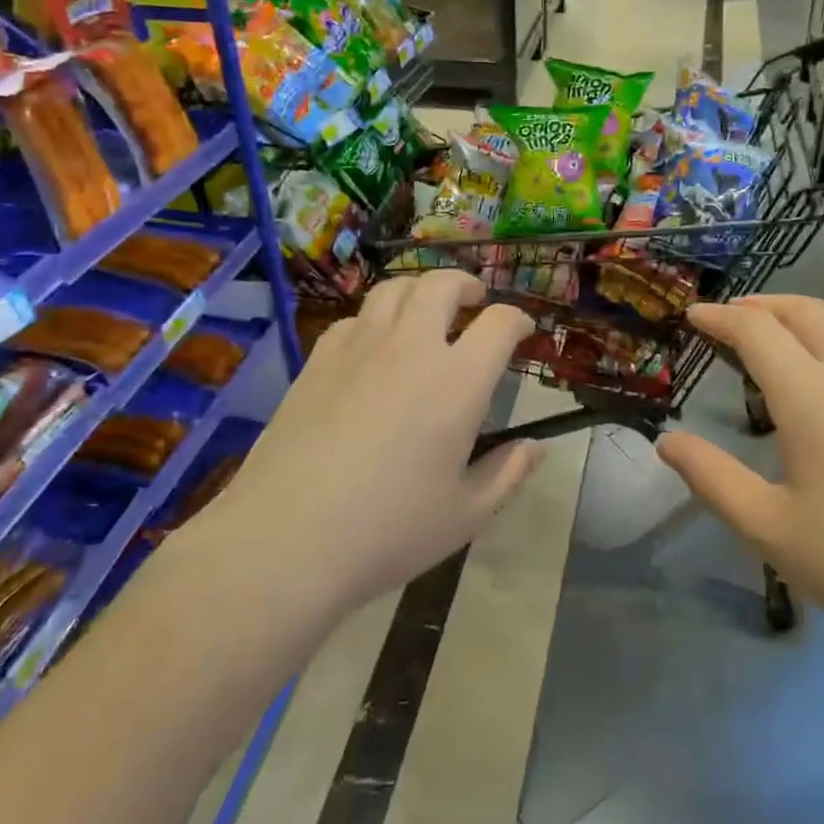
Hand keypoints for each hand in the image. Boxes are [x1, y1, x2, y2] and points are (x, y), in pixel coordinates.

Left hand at [209, 271, 541, 612]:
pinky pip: (353, 319)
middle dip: (466, 285)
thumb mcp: (465, 515)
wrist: (287, 538)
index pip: (499, 324)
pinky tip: (373, 347)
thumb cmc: (389, 531)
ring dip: (419, 291)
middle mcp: (411, 348)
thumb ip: (507, 473)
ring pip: (393, 290)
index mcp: (457, 382)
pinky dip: (374, 320)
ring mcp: (359, 348)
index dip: (518, 320)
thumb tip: (536, 447)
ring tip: (425, 309)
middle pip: (441, 285)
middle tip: (474, 300)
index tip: (523, 332)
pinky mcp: (318, 361)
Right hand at [656, 296, 823, 675]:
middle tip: (731, 319)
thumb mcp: (767, 527)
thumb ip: (710, 477)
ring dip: (802, 324)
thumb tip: (667, 442)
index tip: (693, 315)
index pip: (757, 330)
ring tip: (776, 349)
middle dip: (763, 305)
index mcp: (813, 396)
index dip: (720, 317)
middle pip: (808, 312)